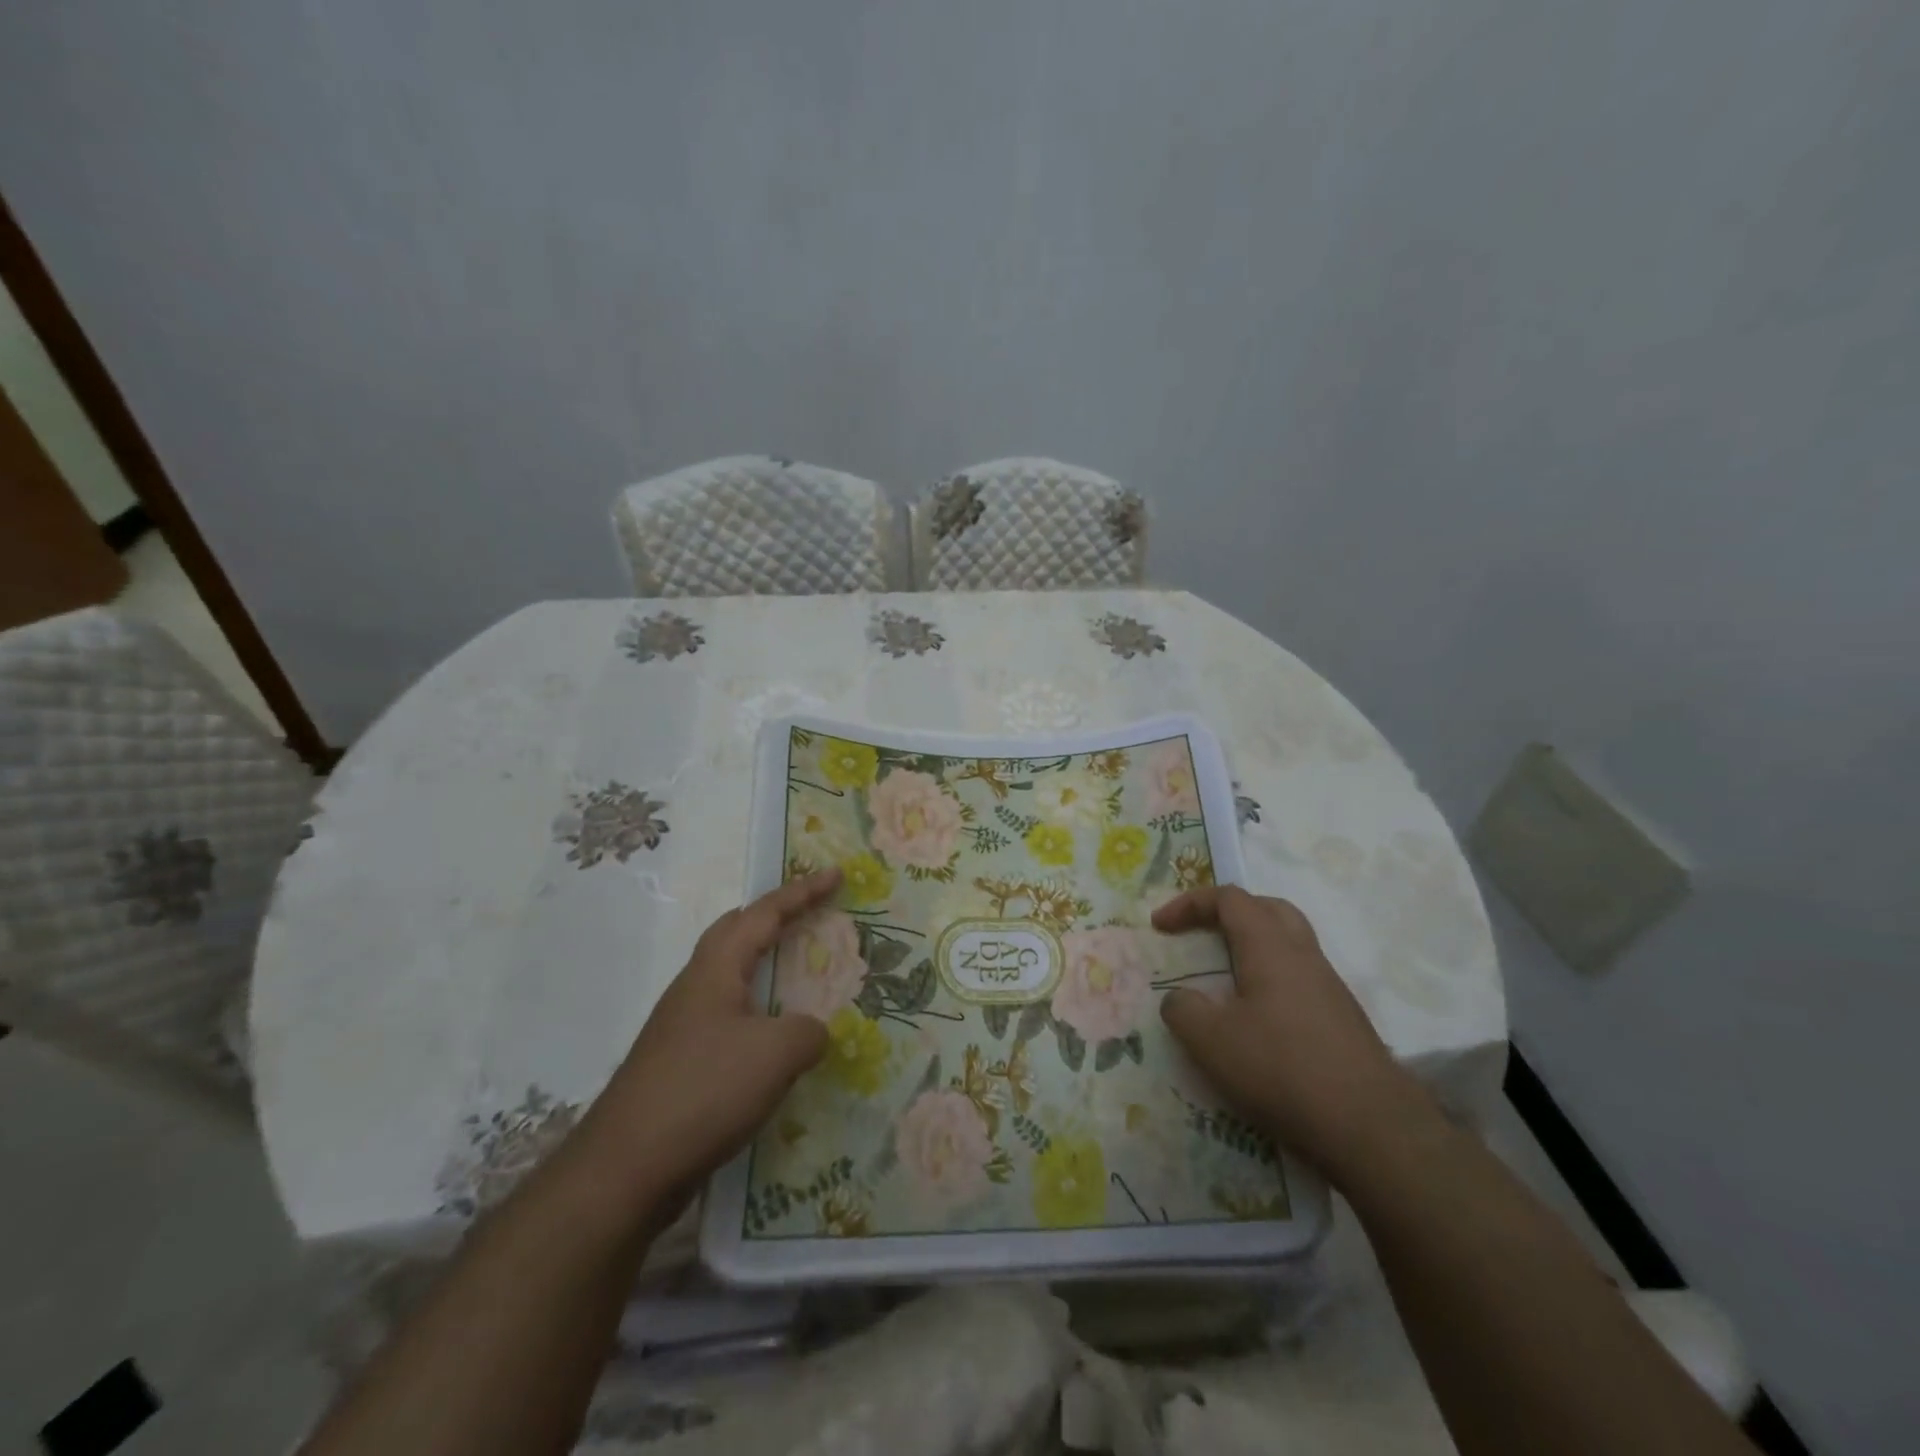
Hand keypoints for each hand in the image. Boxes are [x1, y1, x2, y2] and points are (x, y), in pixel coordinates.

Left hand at [579, 870, 838, 1205]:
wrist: (625, 1169)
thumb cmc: (704, 1091)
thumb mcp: (776, 1054)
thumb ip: (808, 1031)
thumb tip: (813, 1032)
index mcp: (716, 969)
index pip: (764, 913)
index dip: (803, 892)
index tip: (837, 875)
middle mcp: (695, 988)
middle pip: (736, 933)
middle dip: (775, 918)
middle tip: (811, 916)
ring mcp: (683, 1027)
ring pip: (732, 979)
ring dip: (766, 968)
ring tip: (800, 977)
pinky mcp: (680, 1065)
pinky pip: (730, 1020)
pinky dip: (759, 1014)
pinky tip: (775, 1044)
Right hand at [1153, 884, 1423, 1176]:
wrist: (1373, 1129)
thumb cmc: (1282, 1070)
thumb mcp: (1211, 1042)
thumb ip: (1183, 1010)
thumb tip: (1180, 1000)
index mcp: (1270, 947)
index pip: (1229, 899)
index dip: (1190, 903)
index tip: (1160, 925)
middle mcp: (1304, 957)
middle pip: (1268, 910)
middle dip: (1230, 913)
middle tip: (1201, 933)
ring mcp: (1330, 989)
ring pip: (1289, 946)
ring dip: (1253, 949)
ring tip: (1225, 980)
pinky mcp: (1344, 1022)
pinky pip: (1301, 981)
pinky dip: (1272, 983)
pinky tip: (1258, 1022)